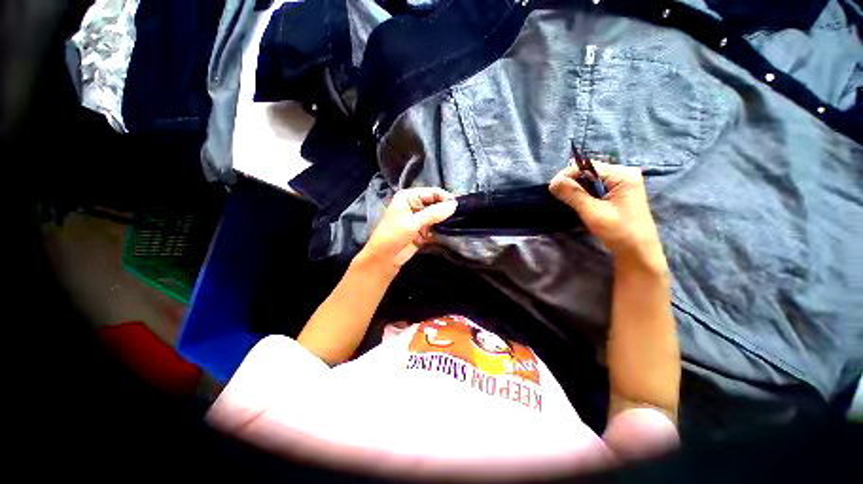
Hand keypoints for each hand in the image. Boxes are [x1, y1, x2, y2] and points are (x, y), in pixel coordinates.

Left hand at [358, 187, 457, 270]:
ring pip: (437, 215)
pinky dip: (442, 229)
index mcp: (409, 196)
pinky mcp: (423, 231)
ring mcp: (419, 218)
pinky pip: (436, 226)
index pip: (432, 192)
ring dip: (445, 219)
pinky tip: (451, 231)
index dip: (445, 198)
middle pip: (436, 203)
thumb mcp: (413, 222)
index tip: (459, 206)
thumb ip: (434, 213)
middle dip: (447, 209)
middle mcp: (415, 205)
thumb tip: (454, 204)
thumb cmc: (393, 235)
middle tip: (462, 215)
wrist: (384, 258)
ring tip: (459, 222)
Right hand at [549, 161, 662, 256]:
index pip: (588, 166)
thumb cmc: (619, 232)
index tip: (552, 188)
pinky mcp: (617, 195)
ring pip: (590, 181)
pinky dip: (583, 195)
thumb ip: (573, 194)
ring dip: (576, 190)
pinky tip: (577, 204)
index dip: (568, 175)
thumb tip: (553, 182)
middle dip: (571, 183)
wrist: (638, 252)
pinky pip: (594, 189)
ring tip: (565, 201)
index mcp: (622, 175)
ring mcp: (621, 185)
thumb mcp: (593, 212)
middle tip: (557, 196)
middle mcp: (623, 175)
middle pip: (589, 172)